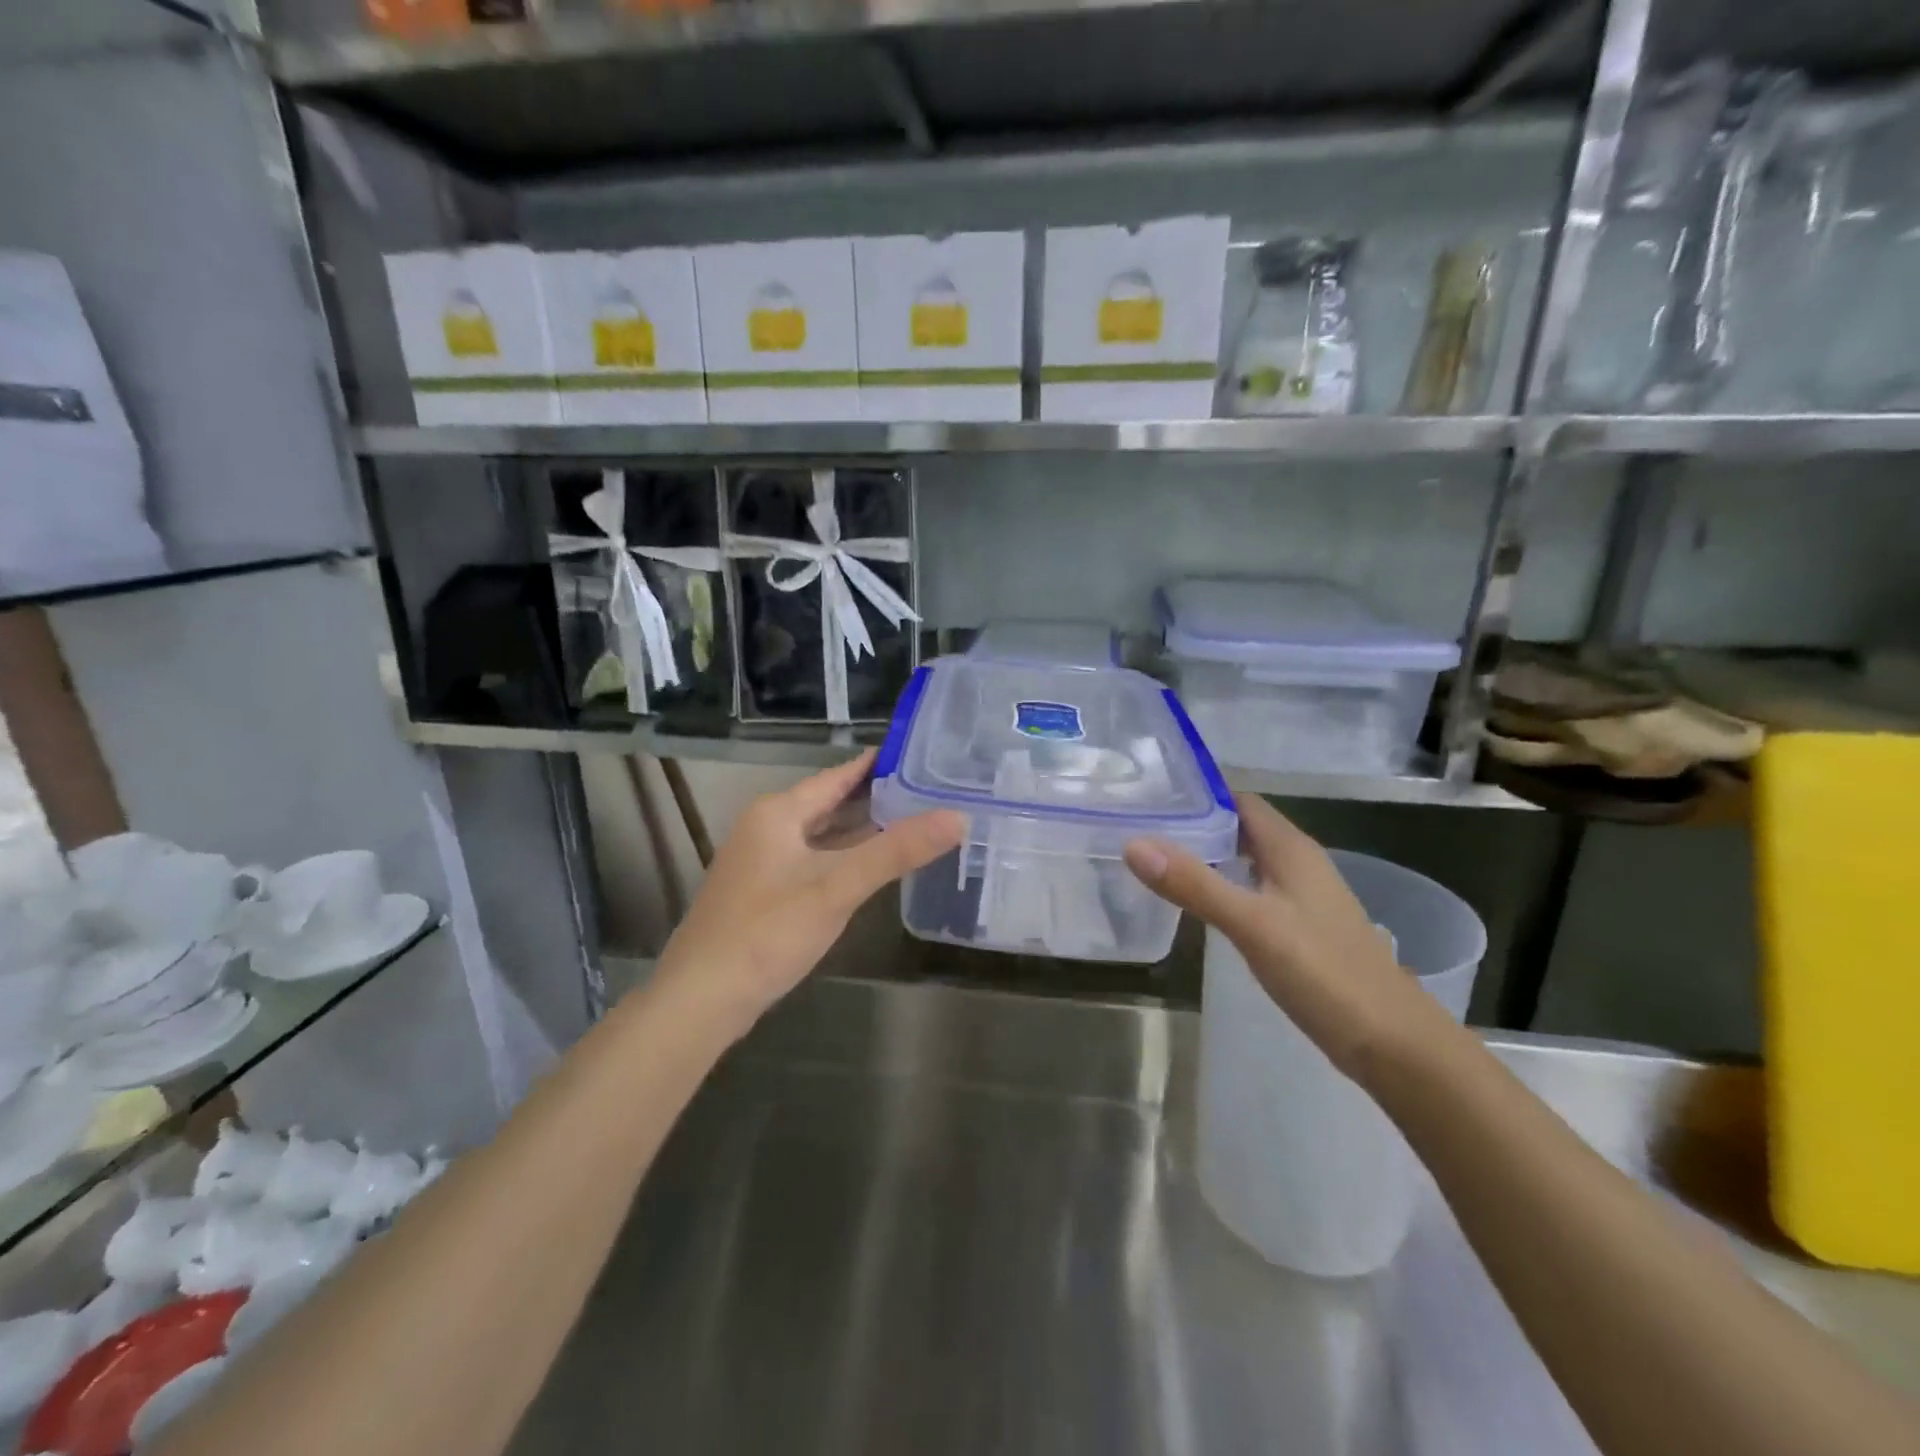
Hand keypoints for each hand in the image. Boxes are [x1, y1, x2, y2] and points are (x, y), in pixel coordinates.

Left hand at [650, 751, 965, 1040]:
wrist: (700, 1000)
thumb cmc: (768, 933)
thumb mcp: (837, 888)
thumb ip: (896, 852)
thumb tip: (957, 817)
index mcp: (779, 812)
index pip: (838, 775)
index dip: (878, 764)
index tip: (922, 753)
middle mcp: (767, 827)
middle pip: (830, 802)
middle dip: (876, 797)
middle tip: (930, 789)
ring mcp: (762, 861)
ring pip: (821, 833)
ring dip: (860, 829)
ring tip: (912, 820)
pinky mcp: (764, 891)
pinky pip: (813, 859)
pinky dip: (843, 856)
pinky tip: (871, 866)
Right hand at [1124, 794, 1440, 1081]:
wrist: (1393, 1044)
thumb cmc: (1324, 973)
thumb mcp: (1252, 925)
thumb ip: (1194, 884)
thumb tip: (1134, 843)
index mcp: (1291, 849)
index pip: (1239, 799)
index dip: (1197, 792)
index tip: (1150, 794)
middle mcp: (1298, 863)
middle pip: (1240, 827)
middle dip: (1195, 822)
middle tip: (1140, 825)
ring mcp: (1301, 897)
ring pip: (1246, 860)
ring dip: (1207, 855)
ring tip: (1156, 858)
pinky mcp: (1300, 928)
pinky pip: (1252, 890)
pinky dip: (1223, 886)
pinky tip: (1196, 902)